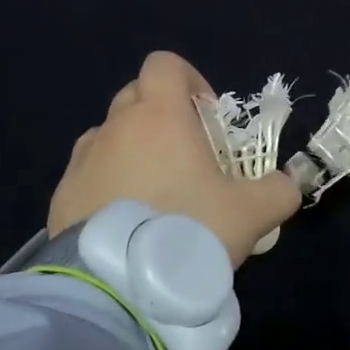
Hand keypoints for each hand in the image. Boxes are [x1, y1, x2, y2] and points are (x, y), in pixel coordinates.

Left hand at [49, 51, 301, 268]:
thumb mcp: (251, 214)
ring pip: (111, 136)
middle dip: (163, 116)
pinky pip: (89, 173)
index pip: (165, 65)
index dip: (189, 80)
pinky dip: (108, 184)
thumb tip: (287, 184)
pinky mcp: (62, 194)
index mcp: (159, 116)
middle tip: (188, 159)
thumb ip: (278, 191)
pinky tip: (126, 223)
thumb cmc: (187, 230)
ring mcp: (83, 160)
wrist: (117, 284)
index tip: (207, 119)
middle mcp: (115, 126)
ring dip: (133, 151)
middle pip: (137, 96)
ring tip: (155, 195)